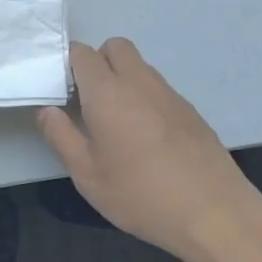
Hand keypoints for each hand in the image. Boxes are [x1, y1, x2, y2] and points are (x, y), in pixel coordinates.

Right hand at [37, 38, 261, 261]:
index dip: (67, 64)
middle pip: (116, 47)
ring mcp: (170, 94)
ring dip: (123, 79)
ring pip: (140, 67)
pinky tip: (147, 139)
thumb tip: (47, 110)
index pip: (82, 53)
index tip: (61, 91)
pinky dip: (146, 98)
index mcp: (108, 92)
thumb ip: (61, 136)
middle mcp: (140, 82)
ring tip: (117, 123)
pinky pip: (160, 89)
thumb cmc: (141, 194)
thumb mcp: (87, 174)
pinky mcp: (191, 111)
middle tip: (88, 100)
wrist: (215, 214)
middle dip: (98, 61)